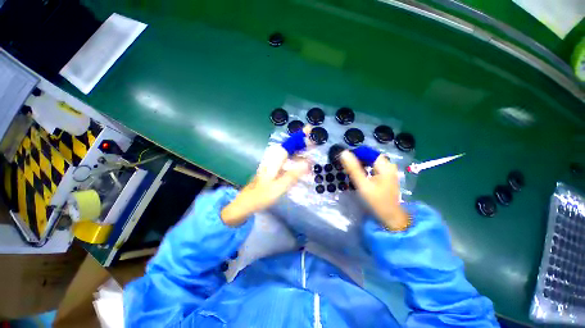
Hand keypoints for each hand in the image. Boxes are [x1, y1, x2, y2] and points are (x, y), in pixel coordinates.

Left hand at [221, 145, 309, 225]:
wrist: (246, 203)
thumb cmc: (261, 196)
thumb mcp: (279, 187)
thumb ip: (293, 175)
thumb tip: (307, 163)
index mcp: (274, 161)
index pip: (289, 145)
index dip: (299, 137)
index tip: (309, 129)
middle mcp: (273, 160)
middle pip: (289, 147)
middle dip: (301, 142)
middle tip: (313, 141)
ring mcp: (273, 165)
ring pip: (288, 154)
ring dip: (298, 151)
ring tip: (310, 151)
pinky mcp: (273, 171)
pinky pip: (286, 161)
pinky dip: (294, 160)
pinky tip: (300, 164)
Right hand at [340, 150, 408, 230]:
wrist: (391, 216)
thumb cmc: (377, 200)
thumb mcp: (362, 184)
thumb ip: (353, 168)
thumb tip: (344, 153)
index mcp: (384, 165)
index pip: (368, 152)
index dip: (356, 154)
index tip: (345, 160)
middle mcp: (388, 165)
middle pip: (369, 157)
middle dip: (357, 160)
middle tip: (347, 167)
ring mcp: (388, 171)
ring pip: (371, 162)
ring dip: (361, 164)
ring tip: (351, 171)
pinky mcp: (386, 176)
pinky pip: (373, 167)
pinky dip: (365, 169)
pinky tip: (360, 175)